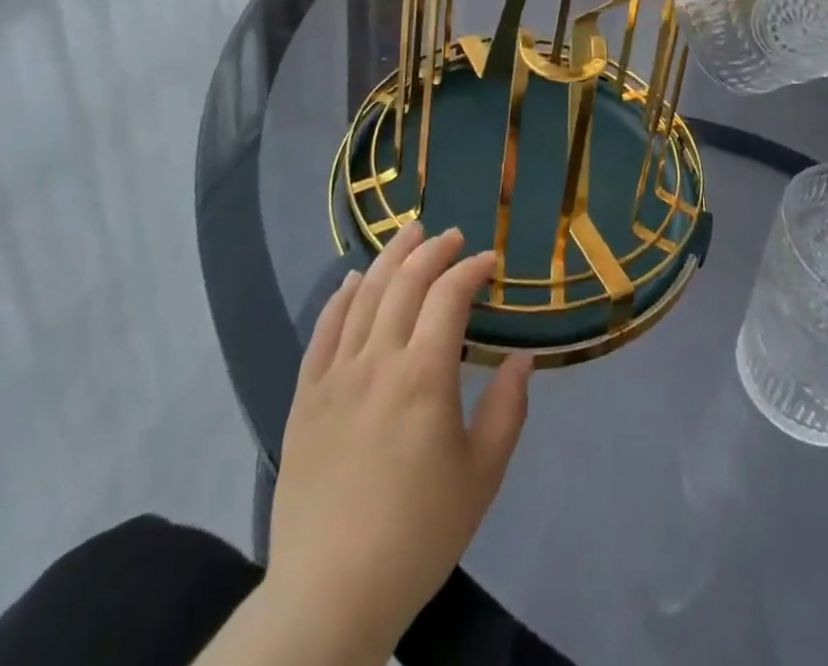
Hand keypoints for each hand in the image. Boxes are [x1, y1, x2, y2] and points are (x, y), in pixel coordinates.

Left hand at [251, 224, 531, 665]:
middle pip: (404, 283)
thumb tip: (523, 358)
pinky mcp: (304, 397)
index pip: (449, 297)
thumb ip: (507, 409)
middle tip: (453, 235)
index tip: (490, 261)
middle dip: (432, 250)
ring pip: (363, 296)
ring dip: (389, 257)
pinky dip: (340, 297)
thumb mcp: (482, 475)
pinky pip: (323, 331)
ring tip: (410, 233)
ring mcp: (335, 376)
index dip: (471, 270)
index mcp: (424, 376)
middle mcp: (377, 361)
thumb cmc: (418, 534)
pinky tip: (353, 279)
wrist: (330, 594)